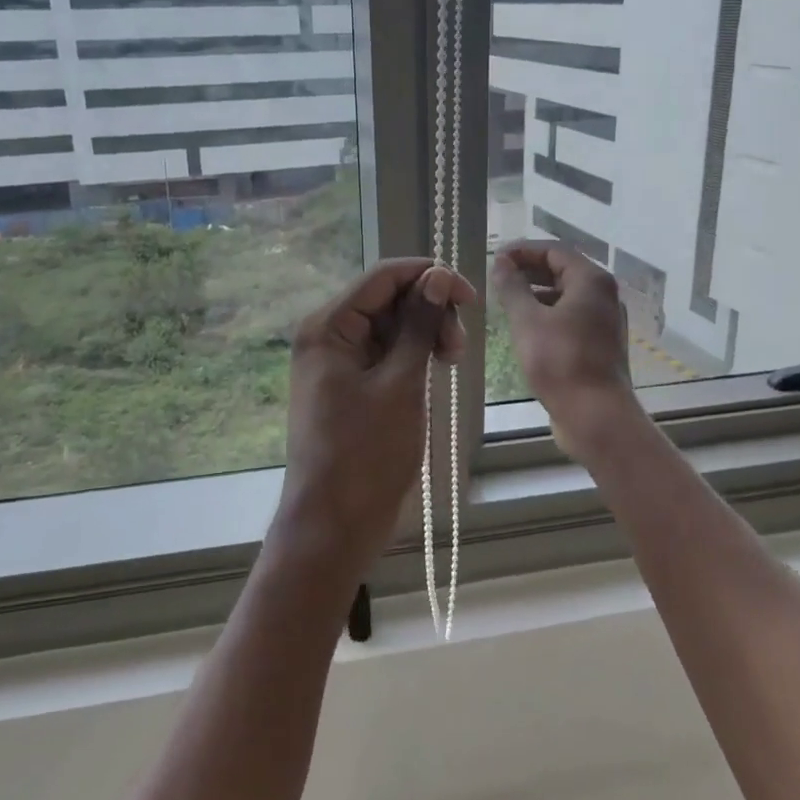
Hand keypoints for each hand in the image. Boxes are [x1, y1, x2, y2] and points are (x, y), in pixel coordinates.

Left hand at [276, 258, 477, 577]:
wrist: (334, 524)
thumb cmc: (366, 454)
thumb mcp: (400, 384)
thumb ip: (419, 325)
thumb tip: (438, 275)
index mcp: (328, 326)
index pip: (383, 276)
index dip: (429, 276)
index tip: (471, 297)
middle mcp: (328, 335)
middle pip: (388, 299)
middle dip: (429, 312)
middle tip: (458, 348)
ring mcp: (338, 362)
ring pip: (391, 326)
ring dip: (425, 335)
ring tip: (452, 361)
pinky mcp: (351, 385)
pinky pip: (386, 354)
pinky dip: (413, 356)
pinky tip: (435, 371)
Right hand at [491, 240, 643, 459]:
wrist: (595, 415)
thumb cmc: (560, 361)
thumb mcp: (527, 320)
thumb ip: (512, 287)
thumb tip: (501, 262)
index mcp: (591, 281)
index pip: (554, 250)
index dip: (523, 251)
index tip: (495, 257)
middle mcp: (604, 295)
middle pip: (563, 271)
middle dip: (529, 270)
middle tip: (498, 275)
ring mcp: (604, 321)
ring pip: (567, 295)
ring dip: (537, 292)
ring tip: (507, 300)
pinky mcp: (599, 344)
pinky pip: (570, 317)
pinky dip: (548, 313)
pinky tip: (526, 327)